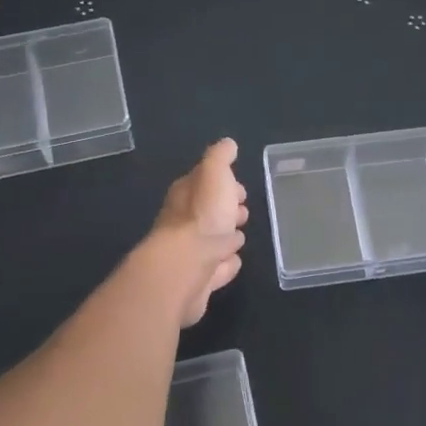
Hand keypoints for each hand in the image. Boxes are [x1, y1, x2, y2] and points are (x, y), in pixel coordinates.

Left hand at [150, 138, 248, 326]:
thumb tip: (227, 144)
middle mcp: (184, 222)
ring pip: (213, 241)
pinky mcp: (198, 280)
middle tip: (242, 211)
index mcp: (187, 194)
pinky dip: (225, 265)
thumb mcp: (214, 175)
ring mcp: (190, 253)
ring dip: (226, 238)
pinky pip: (216, 269)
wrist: (185, 270)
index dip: (223, 183)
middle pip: (209, 212)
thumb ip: (220, 158)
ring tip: (240, 237)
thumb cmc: (202, 217)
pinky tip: (233, 263)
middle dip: (226, 210)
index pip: (205, 183)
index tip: (239, 188)